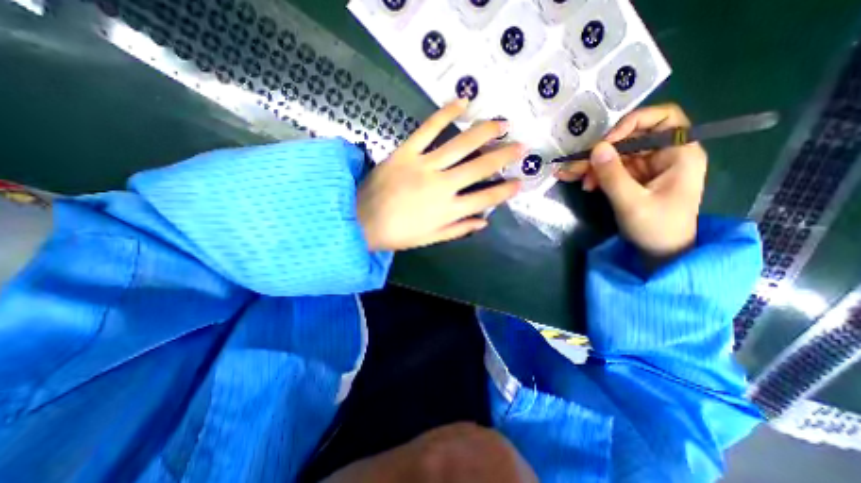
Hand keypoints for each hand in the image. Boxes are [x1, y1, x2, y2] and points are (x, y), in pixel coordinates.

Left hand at [358, 96, 524, 248]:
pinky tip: (462, 103)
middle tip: (521, 146)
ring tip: (502, 123)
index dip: (505, 191)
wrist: (360, 221)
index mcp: (448, 210)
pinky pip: (428, 129)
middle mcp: (442, 186)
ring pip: (460, 144)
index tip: (520, 182)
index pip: (485, 198)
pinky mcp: (405, 152)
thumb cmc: (397, 234)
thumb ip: (459, 229)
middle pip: (480, 167)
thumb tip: (485, 221)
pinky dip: (445, 113)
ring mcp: (424, 166)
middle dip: (504, 156)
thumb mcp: (431, 238)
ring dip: (485, 132)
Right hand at [559, 104, 706, 266]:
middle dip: (601, 151)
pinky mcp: (631, 179)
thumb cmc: (656, 228)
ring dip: (591, 164)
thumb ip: (613, 175)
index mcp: (679, 154)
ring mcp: (645, 167)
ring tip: (569, 175)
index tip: (606, 142)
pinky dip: (593, 174)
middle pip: (630, 138)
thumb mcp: (632, 202)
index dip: (633, 123)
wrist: (660, 252)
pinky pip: (609, 169)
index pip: (662, 119)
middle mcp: (663, 155)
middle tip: (577, 164)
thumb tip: (596, 148)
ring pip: (615, 155)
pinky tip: (580, 182)